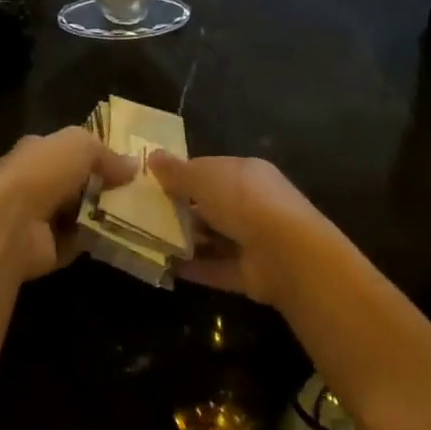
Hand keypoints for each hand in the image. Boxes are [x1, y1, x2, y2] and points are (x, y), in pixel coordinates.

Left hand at [0, 128, 137, 288]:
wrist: (9, 224)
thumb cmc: (42, 173)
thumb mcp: (79, 145)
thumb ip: (106, 153)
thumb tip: (133, 165)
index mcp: (36, 151)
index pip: (67, 150)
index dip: (95, 155)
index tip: (127, 165)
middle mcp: (33, 182)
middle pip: (74, 183)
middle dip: (102, 187)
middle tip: (136, 192)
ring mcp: (37, 218)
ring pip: (77, 213)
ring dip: (100, 215)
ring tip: (135, 215)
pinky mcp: (43, 250)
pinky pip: (76, 242)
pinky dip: (93, 241)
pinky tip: (117, 237)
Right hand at [147, 154, 333, 307]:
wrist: (284, 252)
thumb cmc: (242, 200)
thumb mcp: (203, 177)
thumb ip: (177, 171)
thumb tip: (152, 157)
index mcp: (246, 173)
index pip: (210, 170)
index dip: (183, 175)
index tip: (154, 184)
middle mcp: (251, 203)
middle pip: (210, 205)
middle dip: (182, 209)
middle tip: (146, 214)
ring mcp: (252, 240)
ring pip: (213, 238)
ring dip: (185, 240)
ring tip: (149, 241)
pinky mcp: (249, 273)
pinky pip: (215, 268)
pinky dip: (193, 268)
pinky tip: (165, 267)